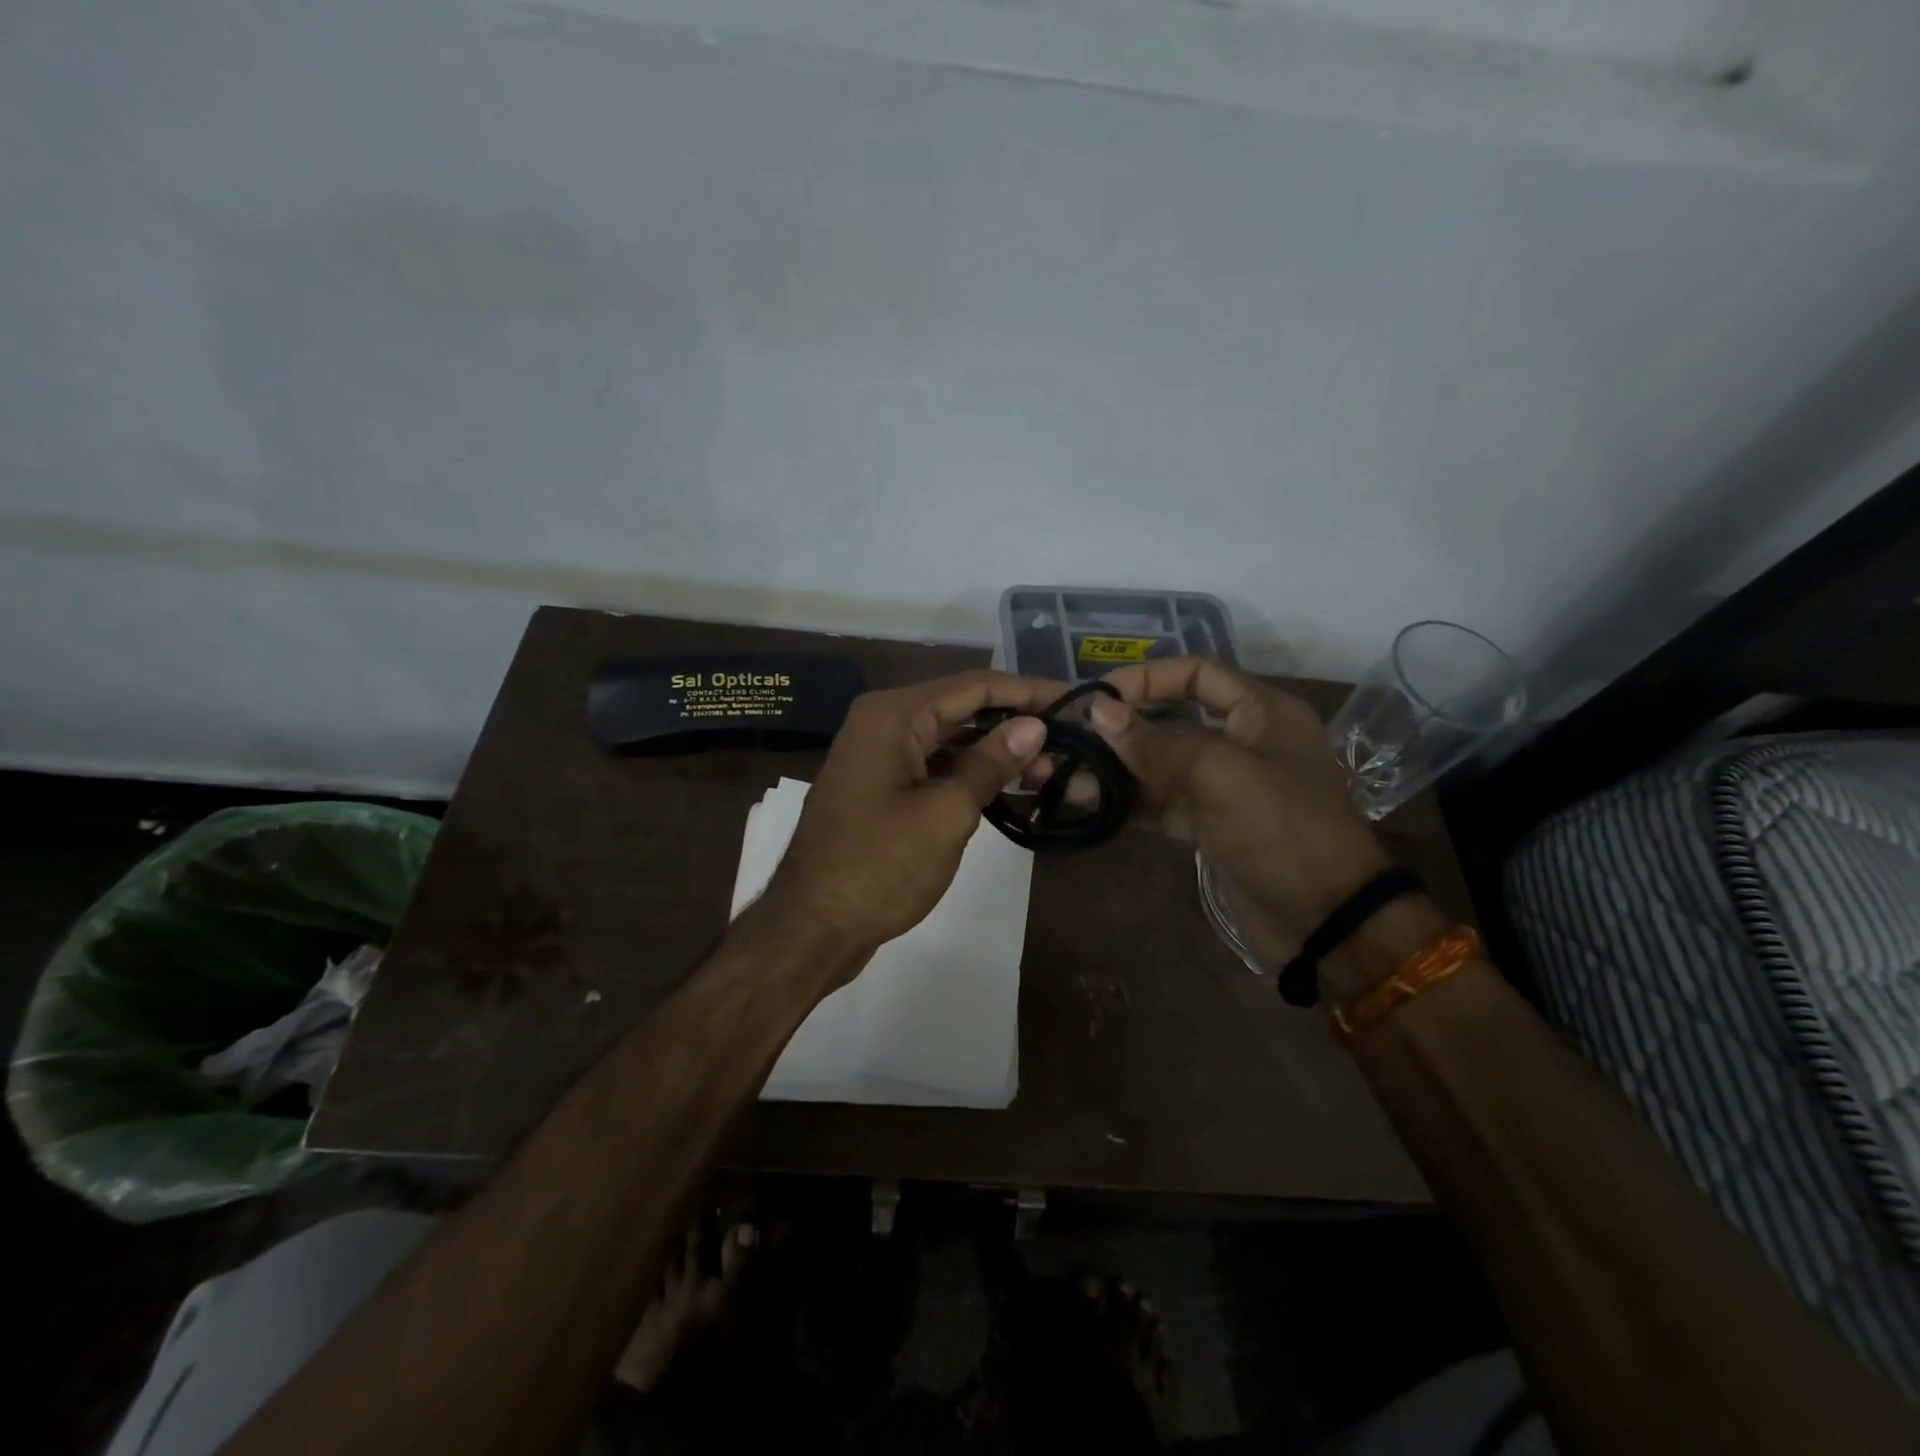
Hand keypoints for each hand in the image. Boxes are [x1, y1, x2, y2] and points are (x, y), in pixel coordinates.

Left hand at [765, 670, 1064, 969]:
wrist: (810, 926)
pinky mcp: (881, 787)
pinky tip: (1009, 789)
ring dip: (995, 753)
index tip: (1075, 702)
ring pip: (950, 740)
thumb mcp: (945, 813)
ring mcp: (879, 756)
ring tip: (1049, 772)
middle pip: (962, 709)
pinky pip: (934, 767)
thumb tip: (1034, 726)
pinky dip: (969, 775)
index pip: (975, 686)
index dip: (1028, 691)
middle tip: (1070, 746)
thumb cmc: (879, 866)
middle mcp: (883, 723)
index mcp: (894, 715)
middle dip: (1015, 725)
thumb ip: (990, 763)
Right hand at [1087, 657, 1392, 945]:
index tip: (1098, 698)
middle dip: (1122, 730)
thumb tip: (1099, 710)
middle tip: (1071, 739)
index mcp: (1261, 712)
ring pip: (1162, 767)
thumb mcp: (1221, 775)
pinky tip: (1091, 805)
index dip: (1146, 678)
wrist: (1327, 922)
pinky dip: (1130, 803)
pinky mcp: (1211, 826)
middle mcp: (1242, 742)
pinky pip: (1163, 803)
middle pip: (1172, 721)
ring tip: (1067, 776)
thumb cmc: (1283, 832)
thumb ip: (1157, 742)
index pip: (1196, 673)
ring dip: (1118, 770)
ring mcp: (1225, 787)